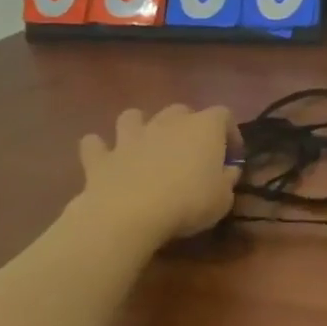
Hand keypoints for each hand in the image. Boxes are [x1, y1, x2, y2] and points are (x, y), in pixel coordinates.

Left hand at [76, 105, 240, 244]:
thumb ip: (227, 179)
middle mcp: (168, 123)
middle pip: (180, 110)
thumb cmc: (188, 203)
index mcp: (204, 128)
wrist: (129, 215)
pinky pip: (95, 145)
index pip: (224, 115)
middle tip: (190, 152)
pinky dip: (99, 149)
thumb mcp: (224, 198)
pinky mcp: (101, 158)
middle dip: (186, 126)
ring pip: (133, 116)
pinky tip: (104, 159)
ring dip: (139, 127)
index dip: (230, 134)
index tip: (231, 157)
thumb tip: (228, 171)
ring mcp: (131, 137)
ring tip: (145, 145)